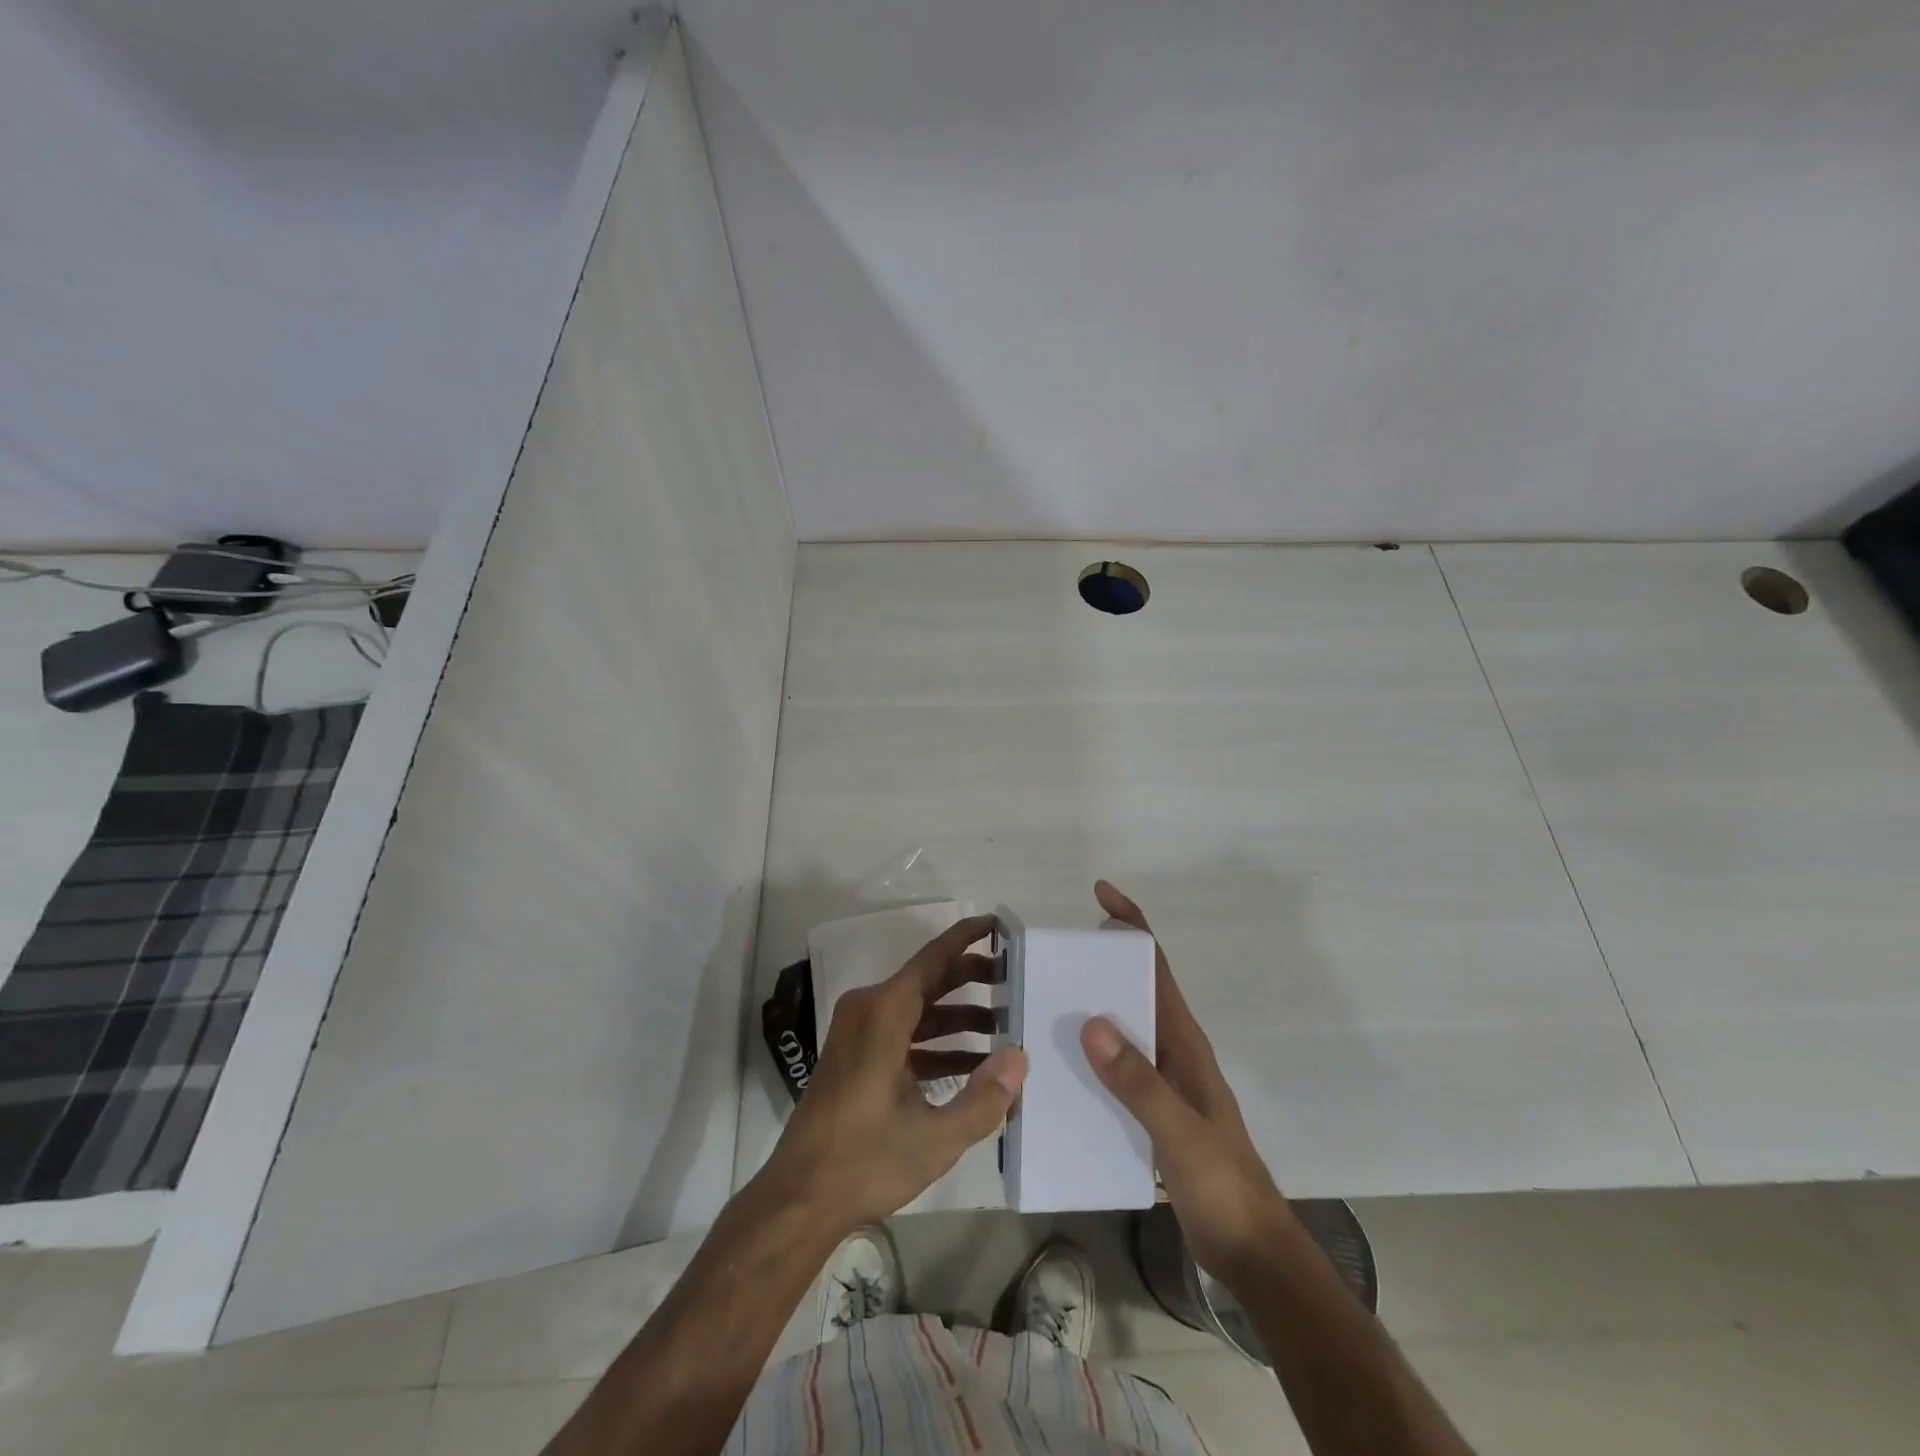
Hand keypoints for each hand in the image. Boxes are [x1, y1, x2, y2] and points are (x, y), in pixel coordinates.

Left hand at [761, 915, 1027, 1238]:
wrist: (799, 1198)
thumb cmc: (865, 1160)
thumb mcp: (935, 1137)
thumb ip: (984, 1098)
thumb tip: (1019, 1057)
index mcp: (884, 1013)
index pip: (933, 958)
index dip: (967, 937)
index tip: (998, 923)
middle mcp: (869, 1010)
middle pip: (928, 980)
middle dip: (971, 977)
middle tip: (1014, 979)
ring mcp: (859, 1033)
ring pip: (918, 1009)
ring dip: (958, 1016)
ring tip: (1004, 1025)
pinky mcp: (857, 1056)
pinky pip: (904, 1034)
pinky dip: (937, 1043)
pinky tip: (973, 1065)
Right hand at [1081, 881, 1291, 1283]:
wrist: (1252, 1253)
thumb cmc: (1223, 1184)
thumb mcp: (1180, 1132)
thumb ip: (1138, 1081)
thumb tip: (1091, 1020)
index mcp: (1184, 1042)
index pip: (1156, 966)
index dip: (1132, 925)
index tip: (1100, 894)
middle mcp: (1172, 1051)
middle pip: (1134, 989)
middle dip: (1098, 963)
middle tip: (1047, 955)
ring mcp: (1163, 1082)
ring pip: (1121, 1029)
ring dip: (1089, 1009)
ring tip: (1040, 1003)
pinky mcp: (1151, 1111)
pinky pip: (1114, 1069)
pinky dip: (1088, 1057)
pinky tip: (1056, 1070)